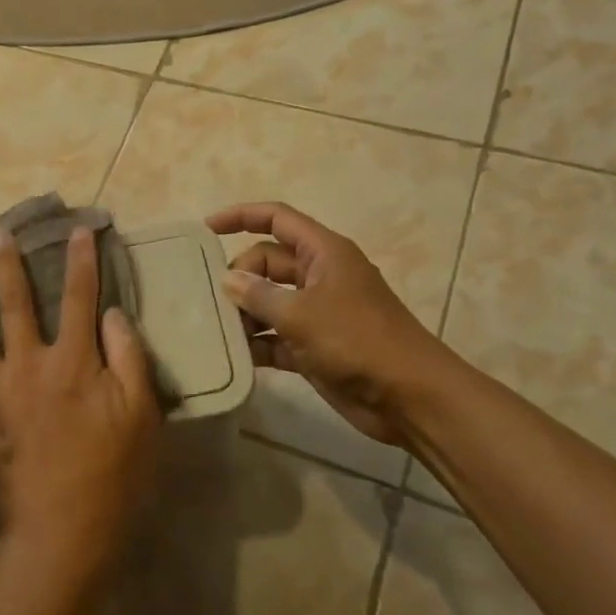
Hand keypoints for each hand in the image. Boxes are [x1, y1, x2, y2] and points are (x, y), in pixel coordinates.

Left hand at [0, 226, 162, 581]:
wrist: (62, 533)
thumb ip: (128, 357)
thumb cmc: (110, 474)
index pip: (79, 297)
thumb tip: (112, 313)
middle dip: (7, 265)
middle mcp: (27, 365)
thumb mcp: (141, 414)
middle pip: (16, 304)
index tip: (79, 228)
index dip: (81, 260)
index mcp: (72, 361)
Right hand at [207, 201, 460, 446]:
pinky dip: (257, 343)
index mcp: (323, 253)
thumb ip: (259, 295)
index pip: (277, 219)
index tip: (206, 228)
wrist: (409, 398)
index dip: (241, 216)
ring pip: (269, 301)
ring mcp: (317, 313)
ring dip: (244, 313)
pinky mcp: (314, 347)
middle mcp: (319, 276)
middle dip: (239, 277)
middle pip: (267, 262)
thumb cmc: (358, 341)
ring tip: (214, 329)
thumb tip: (228, 280)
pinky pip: (275, 336)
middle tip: (212, 301)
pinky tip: (233, 355)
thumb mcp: (302, 314)